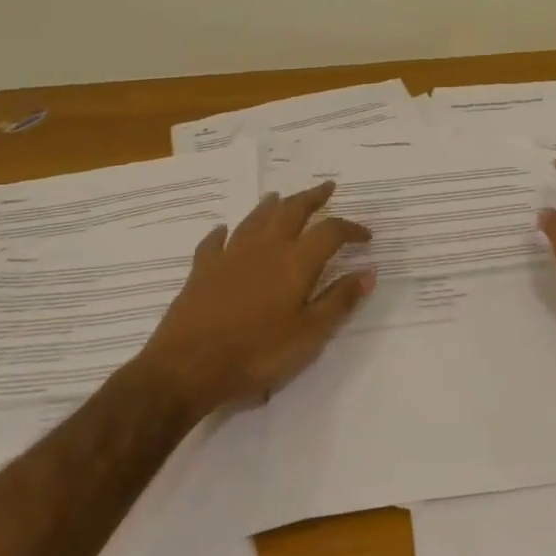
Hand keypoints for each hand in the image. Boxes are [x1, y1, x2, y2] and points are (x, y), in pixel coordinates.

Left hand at [140, 181, 374, 411]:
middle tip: (326, 187)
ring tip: (279, 197)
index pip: (330, 232)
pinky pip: (214, 241)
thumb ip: (339, 300)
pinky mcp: (202, 270)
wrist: (187, 367)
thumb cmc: (257, 353)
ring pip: (255, 219)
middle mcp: (265, 248)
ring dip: (271, 206)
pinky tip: (224, 230)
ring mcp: (230, 255)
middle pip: (292, 211)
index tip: (365, 236)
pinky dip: (223, 232)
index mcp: (296, 262)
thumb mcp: (309, 334)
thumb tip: (368, 272)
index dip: (350, 229)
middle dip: (312, 198)